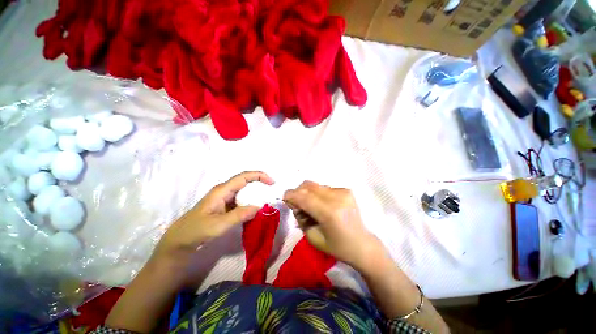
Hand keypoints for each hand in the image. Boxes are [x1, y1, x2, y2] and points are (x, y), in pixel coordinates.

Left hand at [151, 171, 273, 272]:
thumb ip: (239, 215)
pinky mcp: (226, 207)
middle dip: (260, 183)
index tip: (272, 182)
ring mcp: (225, 199)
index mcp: (222, 191)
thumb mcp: (218, 225)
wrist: (180, 242)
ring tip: (267, 201)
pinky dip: (251, 203)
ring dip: (256, 194)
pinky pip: (242, 201)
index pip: (243, 177)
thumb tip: (259, 207)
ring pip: (244, 192)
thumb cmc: (196, 231)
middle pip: (246, 182)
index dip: (259, 175)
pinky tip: (255, 211)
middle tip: (272, 192)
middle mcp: (225, 191)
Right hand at [283, 181, 381, 268]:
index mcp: (329, 213)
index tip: (284, 198)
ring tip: (311, 206)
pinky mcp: (346, 190)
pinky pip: (324, 188)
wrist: (362, 244)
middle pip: (309, 186)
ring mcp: (343, 192)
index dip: (291, 195)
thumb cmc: (337, 247)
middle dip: (298, 192)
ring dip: (307, 193)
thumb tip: (294, 203)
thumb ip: (300, 217)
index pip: (304, 197)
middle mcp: (337, 198)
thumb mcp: (312, 236)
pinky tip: (322, 205)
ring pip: (315, 185)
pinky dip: (318, 194)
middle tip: (297, 204)